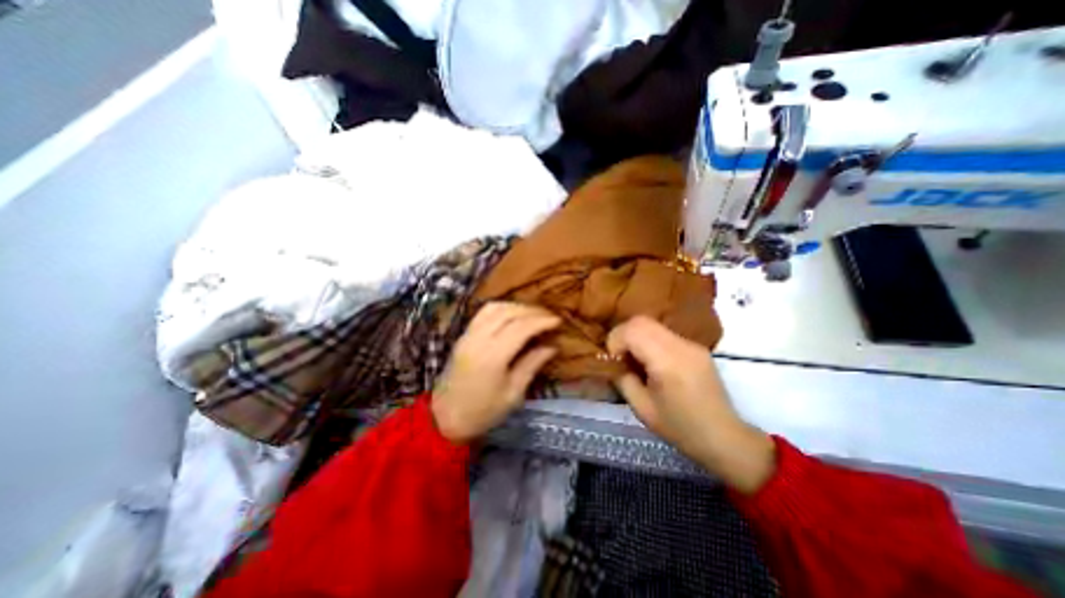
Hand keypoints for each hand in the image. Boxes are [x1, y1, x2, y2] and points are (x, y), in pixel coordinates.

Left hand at [429, 303, 560, 443]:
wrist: (445, 419)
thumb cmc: (482, 412)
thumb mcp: (513, 394)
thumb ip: (531, 365)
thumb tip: (552, 346)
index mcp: (492, 356)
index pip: (520, 327)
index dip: (541, 321)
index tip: (558, 321)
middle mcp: (478, 339)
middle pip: (508, 313)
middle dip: (531, 311)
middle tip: (549, 317)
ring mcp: (468, 335)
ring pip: (494, 308)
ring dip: (516, 307)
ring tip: (532, 314)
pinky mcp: (463, 336)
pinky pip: (483, 313)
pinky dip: (501, 308)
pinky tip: (512, 315)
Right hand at [608, 315, 774, 492]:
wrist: (724, 438)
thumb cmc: (680, 428)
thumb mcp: (642, 408)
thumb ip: (622, 379)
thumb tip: (612, 362)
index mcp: (668, 361)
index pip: (633, 330)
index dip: (615, 341)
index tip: (614, 361)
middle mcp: (681, 345)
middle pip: (641, 321)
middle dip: (623, 335)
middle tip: (620, 358)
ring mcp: (691, 344)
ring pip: (652, 324)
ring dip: (636, 337)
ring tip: (635, 361)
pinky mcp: (696, 347)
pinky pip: (664, 333)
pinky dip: (649, 341)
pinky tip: (652, 363)